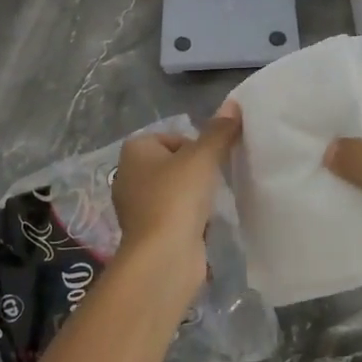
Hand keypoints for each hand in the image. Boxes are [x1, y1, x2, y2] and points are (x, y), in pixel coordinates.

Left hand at [111, 105, 241, 293]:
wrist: (163, 257)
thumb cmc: (177, 197)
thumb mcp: (203, 157)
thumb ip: (219, 131)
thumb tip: (233, 104)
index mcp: (134, 151)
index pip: (172, 137)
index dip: (195, 146)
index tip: (210, 161)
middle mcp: (128, 175)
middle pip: (173, 163)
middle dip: (196, 171)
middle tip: (215, 180)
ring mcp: (136, 207)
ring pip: (174, 190)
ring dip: (194, 196)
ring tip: (212, 203)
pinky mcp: (148, 233)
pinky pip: (174, 216)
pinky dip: (189, 218)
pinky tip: (204, 225)